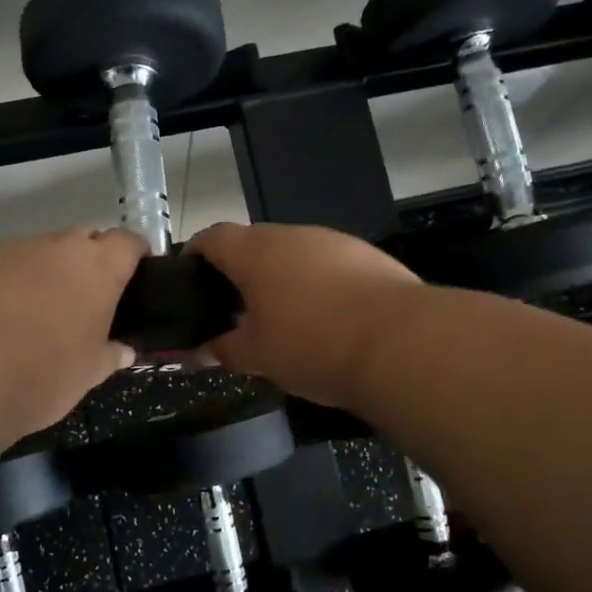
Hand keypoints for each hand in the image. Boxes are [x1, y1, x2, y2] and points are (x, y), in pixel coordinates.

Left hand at [0, 227, 147, 435]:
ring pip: (41, 251)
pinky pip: (4, 263)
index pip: (128, 243)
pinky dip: (9, 281)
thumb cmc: (39, 374)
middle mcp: (58, 247)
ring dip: (46, 271)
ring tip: (34, 312)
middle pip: (85, 239)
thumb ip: (108, 356)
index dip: (134, 255)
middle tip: (85, 299)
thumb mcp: (86, 375)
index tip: (135, 274)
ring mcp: (13, 248)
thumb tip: (123, 350)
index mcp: (98, 269)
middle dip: (89, 261)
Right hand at [185, 222, 419, 408]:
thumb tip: (200, 351)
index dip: (195, 254)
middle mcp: (292, 234)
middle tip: (235, 309)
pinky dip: (317, 283)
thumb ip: (223, 350)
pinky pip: (327, 264)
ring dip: (281, 277)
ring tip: (283, 317)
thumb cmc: (313, 346)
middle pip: (253, 243)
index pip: (212, 237)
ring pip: (293, 252)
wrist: (401, 343)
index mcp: (255, 252)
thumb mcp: (258, 357)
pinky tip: (328, 318)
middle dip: (240, 272)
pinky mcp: (366, 255)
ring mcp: (333, 241)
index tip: (190, 279)